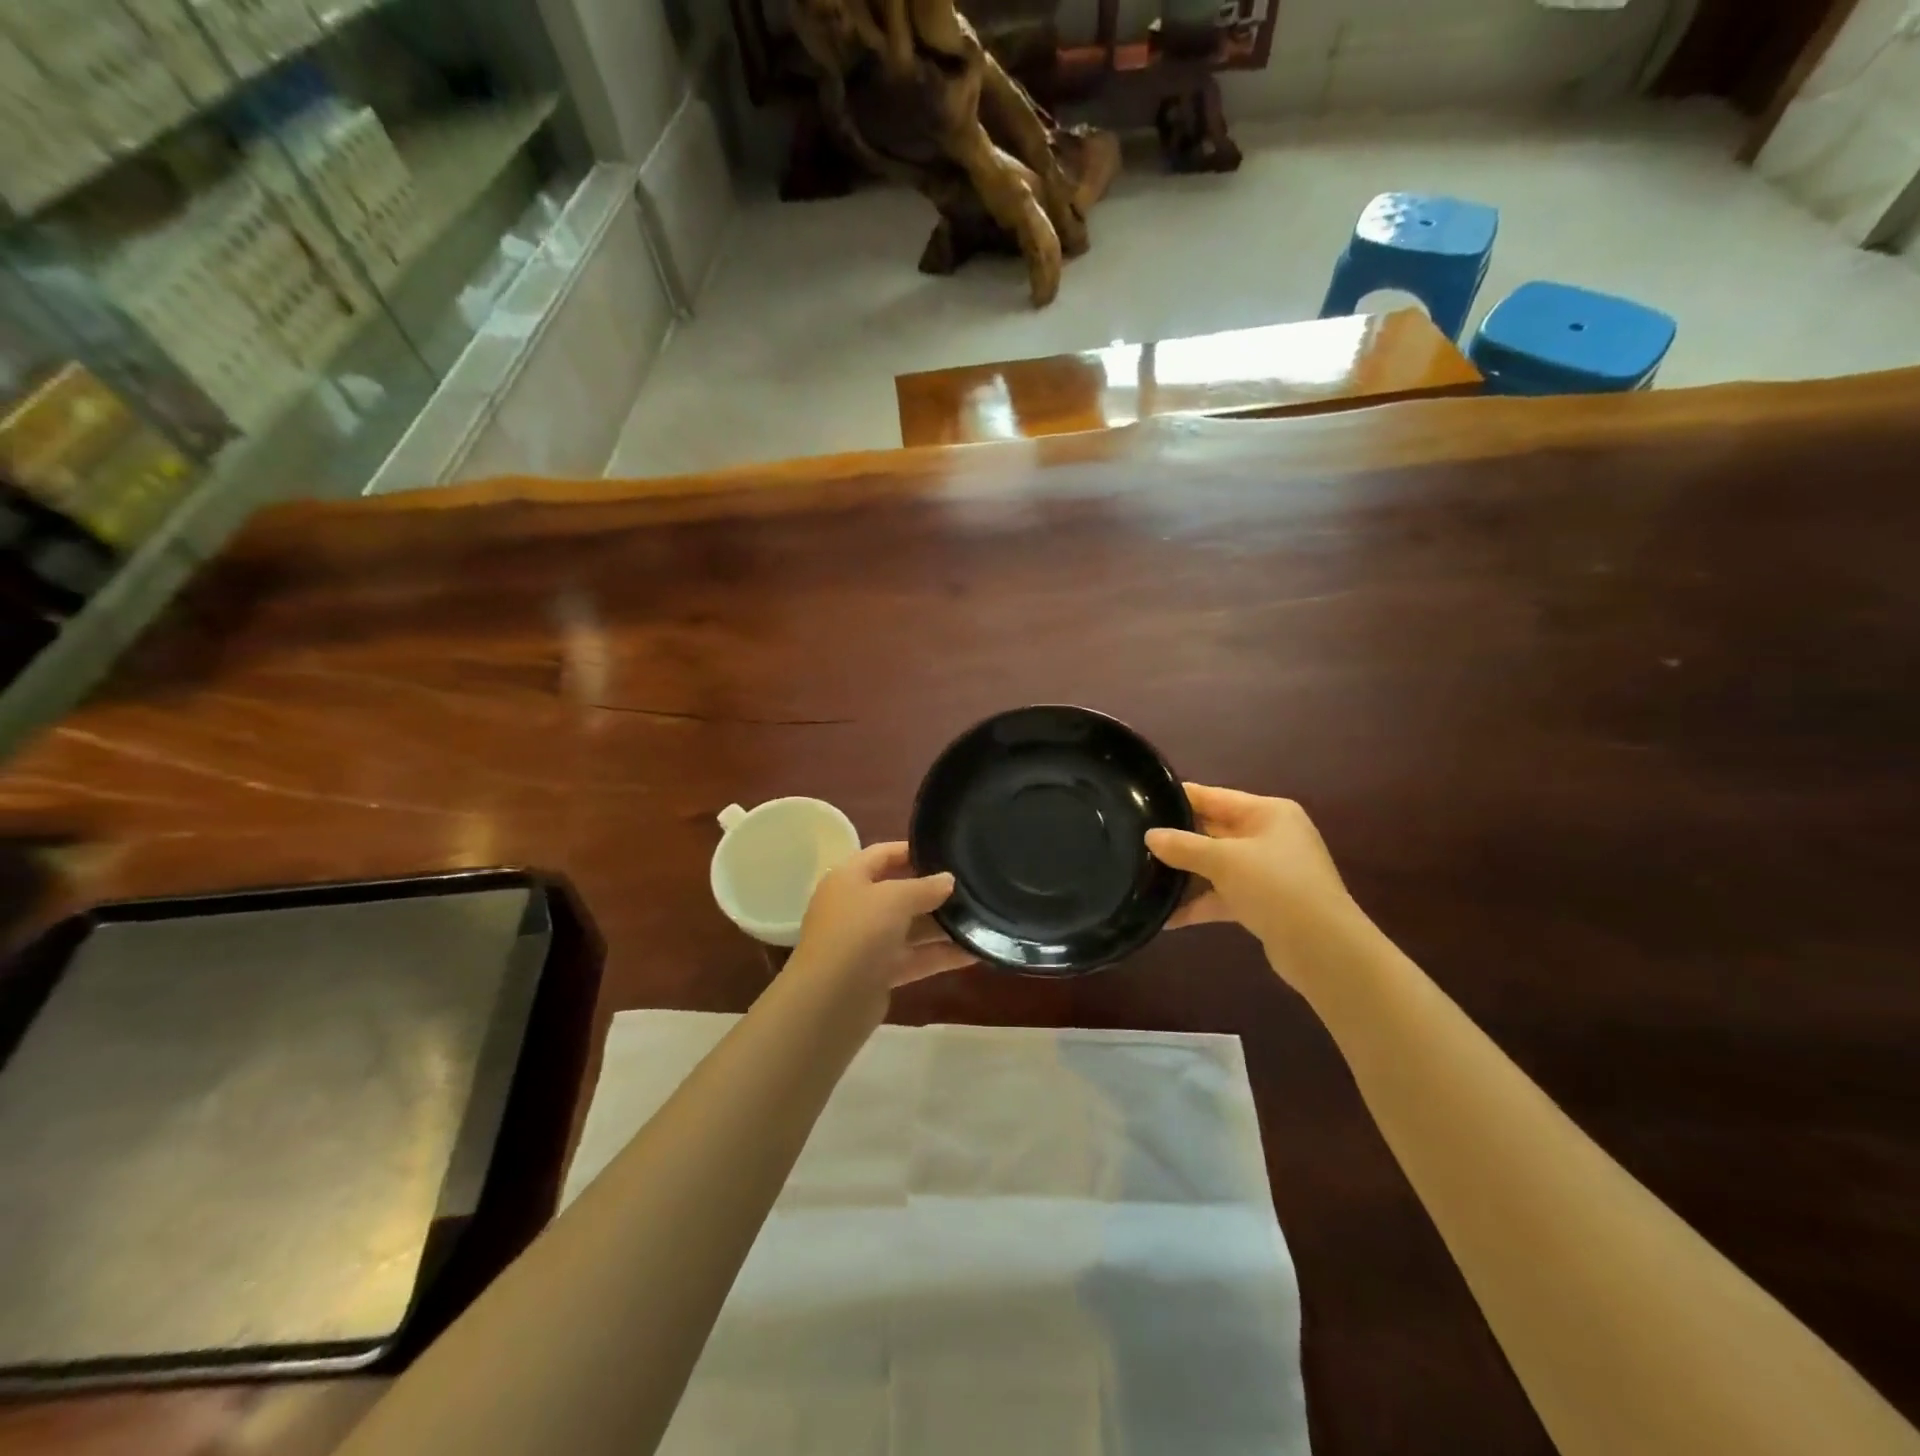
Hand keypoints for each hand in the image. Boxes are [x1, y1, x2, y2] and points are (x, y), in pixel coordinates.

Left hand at [790, 841, 972, 993]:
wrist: (829, 1001)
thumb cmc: (858, 933)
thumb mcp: (893, 898)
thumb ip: (924, 886)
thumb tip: (948, 880)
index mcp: (849, 878)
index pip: (883, 854)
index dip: (913, 850)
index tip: (947, 850)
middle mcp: (856, 906)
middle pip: (899, 891)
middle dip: (933, 890)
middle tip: (972, 886)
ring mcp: (867, 942)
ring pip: (910, 927)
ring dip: (942, 925)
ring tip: (982, 917)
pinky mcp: (879, 973)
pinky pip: (915, 957)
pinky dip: (941, 955)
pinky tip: (975, 951)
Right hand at [1146, 785, 1362, 976]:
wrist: (1324, 950)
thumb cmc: (1276, 887)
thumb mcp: (1225, 861)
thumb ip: (1184, 846)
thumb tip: (1150, 836)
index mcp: (1267, 813)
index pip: (1213, 797)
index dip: (1178, 799)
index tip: (1141, 802)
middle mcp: (1269, 836)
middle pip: (1213, 831)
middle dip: (1177, 840)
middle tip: (1135, 842)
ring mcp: (1267, 872)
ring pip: (1216, 866)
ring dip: (1185, 875)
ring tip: (1143, 877)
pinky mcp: (1263, 903)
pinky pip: (1223, 896)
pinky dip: (1198, 904)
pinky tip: (1166, 917)